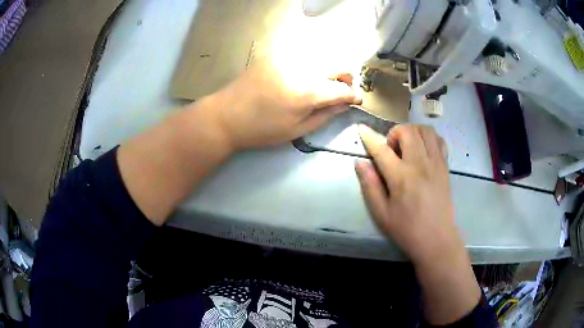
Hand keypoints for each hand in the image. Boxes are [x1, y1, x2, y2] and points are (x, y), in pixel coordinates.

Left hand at [204, 57, 361, 150]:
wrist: (226, 115)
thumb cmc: (262, 129)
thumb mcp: (297, 130)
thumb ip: (325, 115)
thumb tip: (345, 104)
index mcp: (307, 92)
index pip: (342, 88)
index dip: (353, 95)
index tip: (357, 100)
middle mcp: (302, 68)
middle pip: (337, 64)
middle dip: (345, 78)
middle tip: (341, 91)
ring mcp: (287, 58)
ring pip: (322, 57)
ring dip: (329, 69)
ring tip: (323, 84)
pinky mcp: (275, 54)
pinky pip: (302, 54)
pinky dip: (311, 64)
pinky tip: (303, 77)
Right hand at [356, 124, 480, 324]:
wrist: (437, 240)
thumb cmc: (407, 230)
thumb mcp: (381, 214)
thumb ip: (370, 186)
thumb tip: (360, 163)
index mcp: (401, 177)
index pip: (382, 149)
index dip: (369, 137)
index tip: (361, 128)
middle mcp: (420, 164)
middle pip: (408, 131)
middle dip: (395, 133)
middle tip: (391, 150)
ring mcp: (436, 163)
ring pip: (426, 131)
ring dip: (413, 132)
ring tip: (408, 147)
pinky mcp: (445, 167)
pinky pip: (439, 141)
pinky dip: (429, 139)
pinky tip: (423, 151)